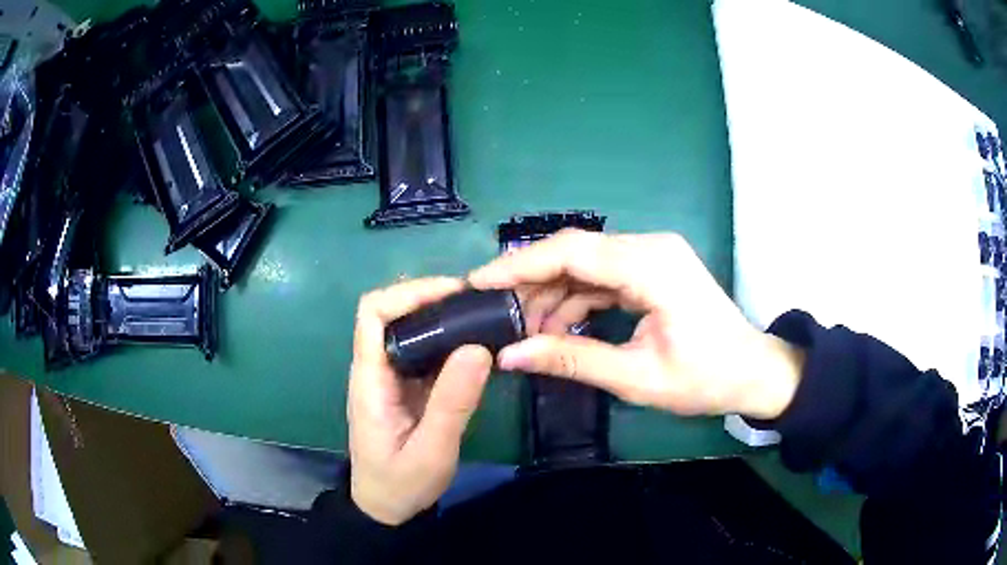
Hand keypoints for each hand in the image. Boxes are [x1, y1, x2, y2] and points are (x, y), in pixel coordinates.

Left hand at [348, 278, 492, 524]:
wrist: (386, 508)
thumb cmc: (401, 484)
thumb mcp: (431, 451)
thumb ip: (452, 403)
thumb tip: (479, 348)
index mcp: (370, 379)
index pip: (373, 313)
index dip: (409, 293)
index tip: (453, 293)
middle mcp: (376, 369)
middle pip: (393, 313)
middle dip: (433, 299)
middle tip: (479, 303)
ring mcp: (391, 378)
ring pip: (411, 330)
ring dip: (444, 318)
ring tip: (485, 317)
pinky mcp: (407, 388)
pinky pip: (426, 353)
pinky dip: (450, 342)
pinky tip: (479, 346)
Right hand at [469, 230, 803, 419]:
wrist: (753, 372)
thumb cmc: (705, 378)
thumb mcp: (636, 377)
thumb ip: (572, 360)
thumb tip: (511, 355)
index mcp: (651, 266)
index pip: (571, 251)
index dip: (519, 264)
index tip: (478, 283)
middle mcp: (649, 247)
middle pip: (574, 253)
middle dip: (531, 284)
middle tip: (497, 316)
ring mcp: (651, 256)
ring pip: (585, 265)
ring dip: (553, 295)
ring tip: (527, 333)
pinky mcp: (651, 270)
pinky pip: (602, 277)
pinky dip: (577, 300)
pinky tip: (559, 329)